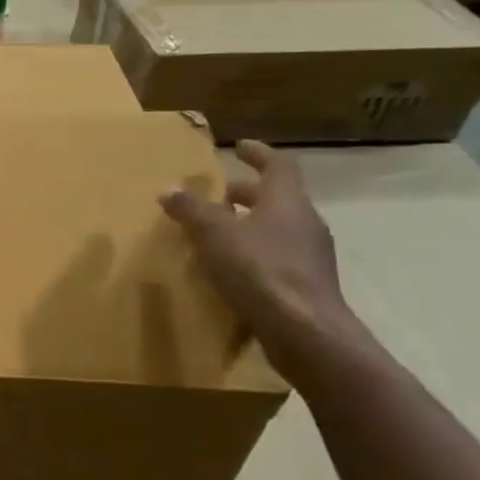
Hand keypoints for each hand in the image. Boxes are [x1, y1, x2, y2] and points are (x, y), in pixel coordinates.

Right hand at [159, 141, 353, 366]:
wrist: (305, 332)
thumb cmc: (259, 269)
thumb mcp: (213, 234)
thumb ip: (191, 209)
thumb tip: (169, 189)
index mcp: (287, 202)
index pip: (279, 166)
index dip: (258, 154)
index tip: (239, 147)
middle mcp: (304, 223)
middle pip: (277, 198)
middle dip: (246, 194)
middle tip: (217, 196)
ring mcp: (310, 256)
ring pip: (277, 228)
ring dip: (249, 224)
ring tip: (215, 232)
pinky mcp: (306, 285)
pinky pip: (277, 256)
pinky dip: (253, 252)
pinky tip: (229, 267)